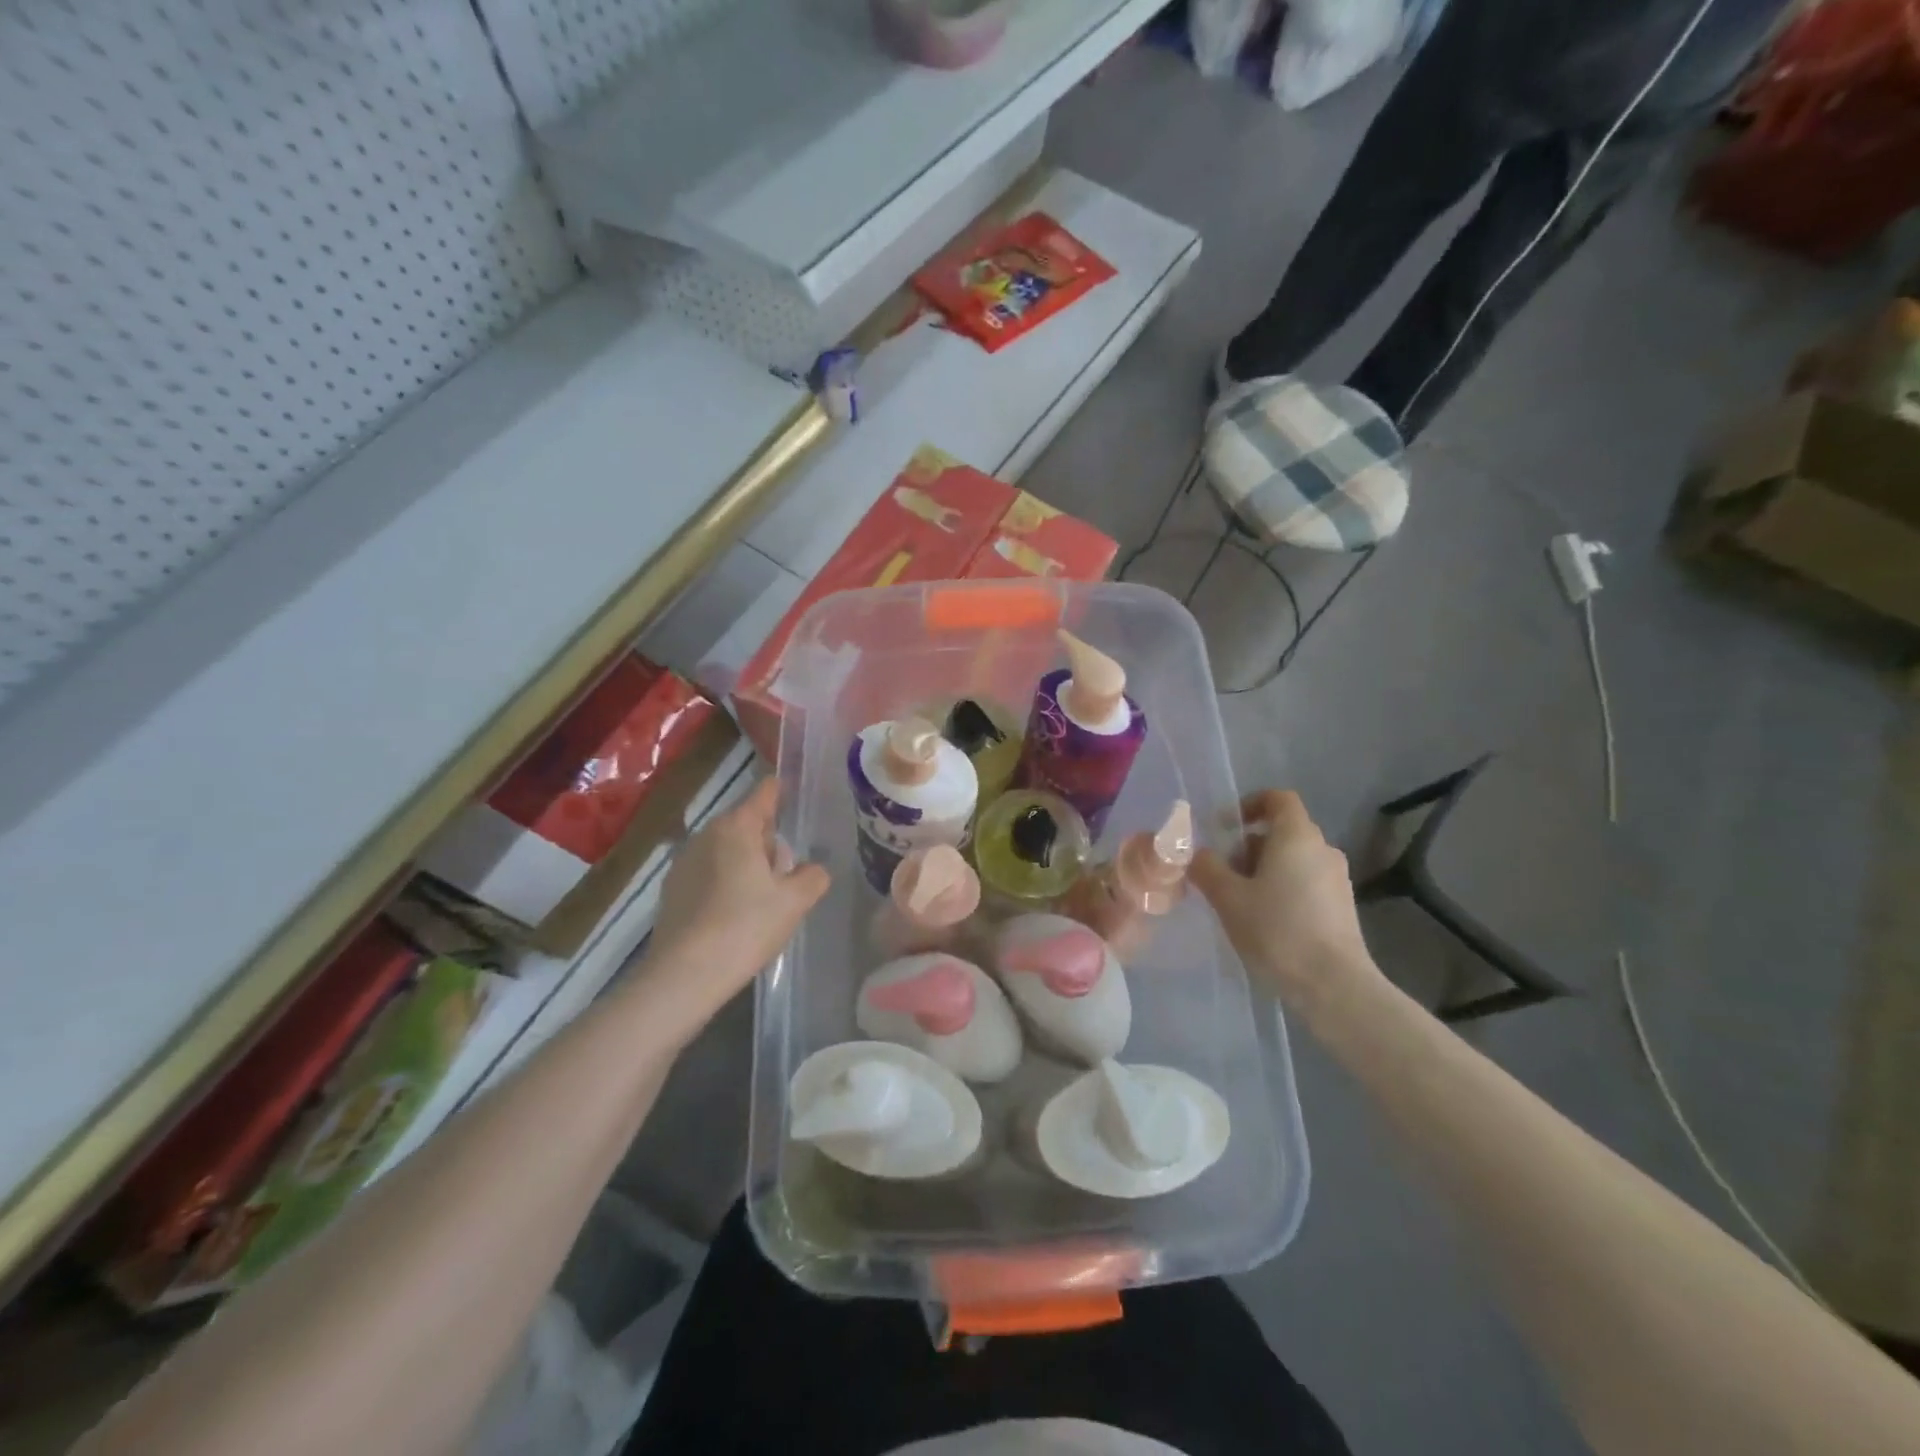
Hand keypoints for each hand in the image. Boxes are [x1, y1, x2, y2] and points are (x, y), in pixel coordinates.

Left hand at [639, 779, 829, 1030]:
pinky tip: (736, 918)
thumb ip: (813, 876)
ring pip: (727, 851)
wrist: (684, 976)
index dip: (784, 792)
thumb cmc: (745, 927)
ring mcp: (684, 863)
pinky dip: (726, 885)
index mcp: (736, 827)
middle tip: (788, 875)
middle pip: (747, 825)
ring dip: (747, 865)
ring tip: (764, 902)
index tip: (799, 797)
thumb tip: (812, 869)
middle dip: (769, 842)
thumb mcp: (795, 901)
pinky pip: (709, 875)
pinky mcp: (672, 891)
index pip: (765, 793)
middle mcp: (706, 835)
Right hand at [1191, 790, 1375, 1005]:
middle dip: (1248, 846)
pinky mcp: (1342, 907)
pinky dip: (1282, 890)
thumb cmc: (1277, 930)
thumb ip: (1207, 868)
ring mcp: (1337, 879)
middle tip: (1222, 874)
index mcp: (1297, 836)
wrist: (1334, 985)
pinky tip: (1265, 922)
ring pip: (1293, 859)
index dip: (1249, 804)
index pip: (1278, 799)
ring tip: (1239, 902)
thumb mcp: (1227, 897)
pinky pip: (1306, 883)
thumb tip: (1198, 854)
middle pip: (1282, 831)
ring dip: (1263, 871)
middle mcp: (1322, 849)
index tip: (1223, 827)